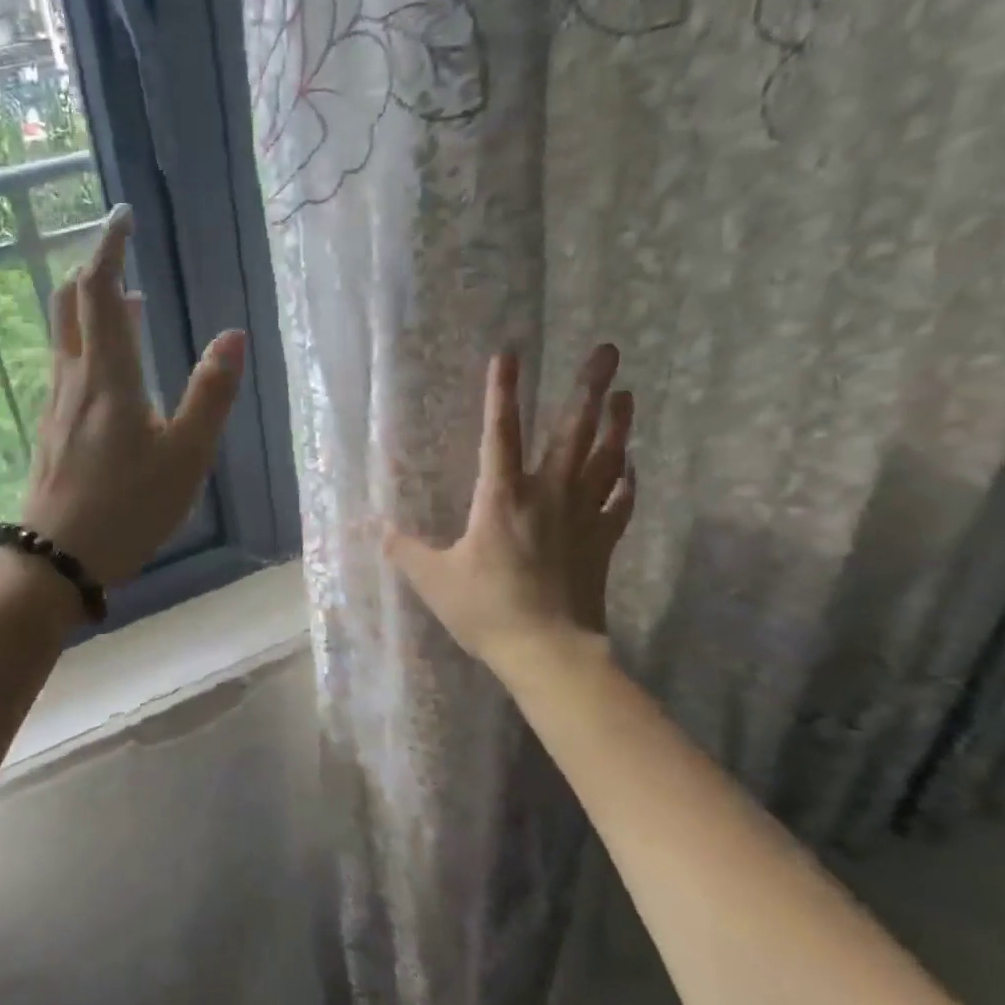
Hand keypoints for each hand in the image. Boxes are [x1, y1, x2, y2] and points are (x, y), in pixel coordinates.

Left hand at [19, 204, 245, 585]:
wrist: (58, 558)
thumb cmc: (129, 507)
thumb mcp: (186, 455)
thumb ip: (211, 394)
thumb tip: (233, 335)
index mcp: (108, 375)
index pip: (99, 290)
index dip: (108, 246)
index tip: (122, 215)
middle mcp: (74, 378)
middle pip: (69, 302)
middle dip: (92, 268)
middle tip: (120, 253)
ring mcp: (57, 404)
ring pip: (65, 335)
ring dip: (90, 307)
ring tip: (127, 304)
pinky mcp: (52, 428)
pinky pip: (67, 365)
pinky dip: (88, 343)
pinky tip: (110, 368)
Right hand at [387, 344, 635, 672]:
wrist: (549, 652)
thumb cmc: (487, 611)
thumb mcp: (433, 581)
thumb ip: (405, 550)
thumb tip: (375, 528)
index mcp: (501, 499)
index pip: (500, 434)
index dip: (501, 393)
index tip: (508, 354)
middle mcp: (547, 496)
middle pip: (571, 433)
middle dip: (588, 389)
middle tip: (607, 351)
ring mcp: (582, 517)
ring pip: (604, 460)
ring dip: (617, 425)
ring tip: (627, 394)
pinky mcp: (602, 542)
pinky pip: (619, 502)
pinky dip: (626, 481)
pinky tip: (630, 466)